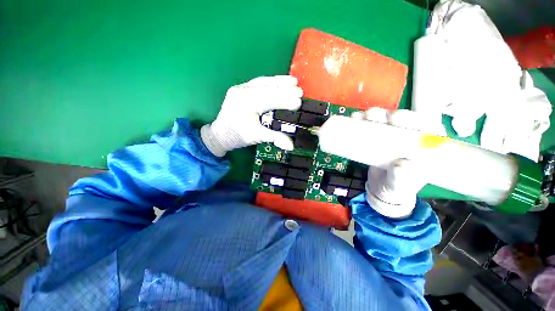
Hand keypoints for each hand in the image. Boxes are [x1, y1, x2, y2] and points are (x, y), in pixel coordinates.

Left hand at [200, 76, 302, 156]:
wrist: (220, 134)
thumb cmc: (238, 135)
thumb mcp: (256, 137)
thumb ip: (274, 138)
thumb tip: (291, 146)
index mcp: (247, 103)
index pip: (270, 99)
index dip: (286, 101)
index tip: (299, 102)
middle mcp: (243, 91)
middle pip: (268, 88)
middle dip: (286, 89)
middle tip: (300, 91)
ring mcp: (240, 88)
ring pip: (263, 81)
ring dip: (279, 81)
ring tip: (294, 81)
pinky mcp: (240, 89)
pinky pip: (258, 82)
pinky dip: (270, 82)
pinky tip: (279, 82)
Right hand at [353, 108, 445, 217]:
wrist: (382, 189)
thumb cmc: (396, 187)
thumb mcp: (400, 185)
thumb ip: (402, 177)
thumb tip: (401, 164)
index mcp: (424, 146)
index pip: (427, 126)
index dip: (415, 118)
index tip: (397, 120)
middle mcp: (410, 137)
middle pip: (404, 120)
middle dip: (389, 114)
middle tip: (375, 117)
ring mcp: (392, 136)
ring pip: (386, 120)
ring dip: (374, 115)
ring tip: (361, 117)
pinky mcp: (377, 138)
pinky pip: (371, 127)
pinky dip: (362, 121)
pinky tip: (354, 118)